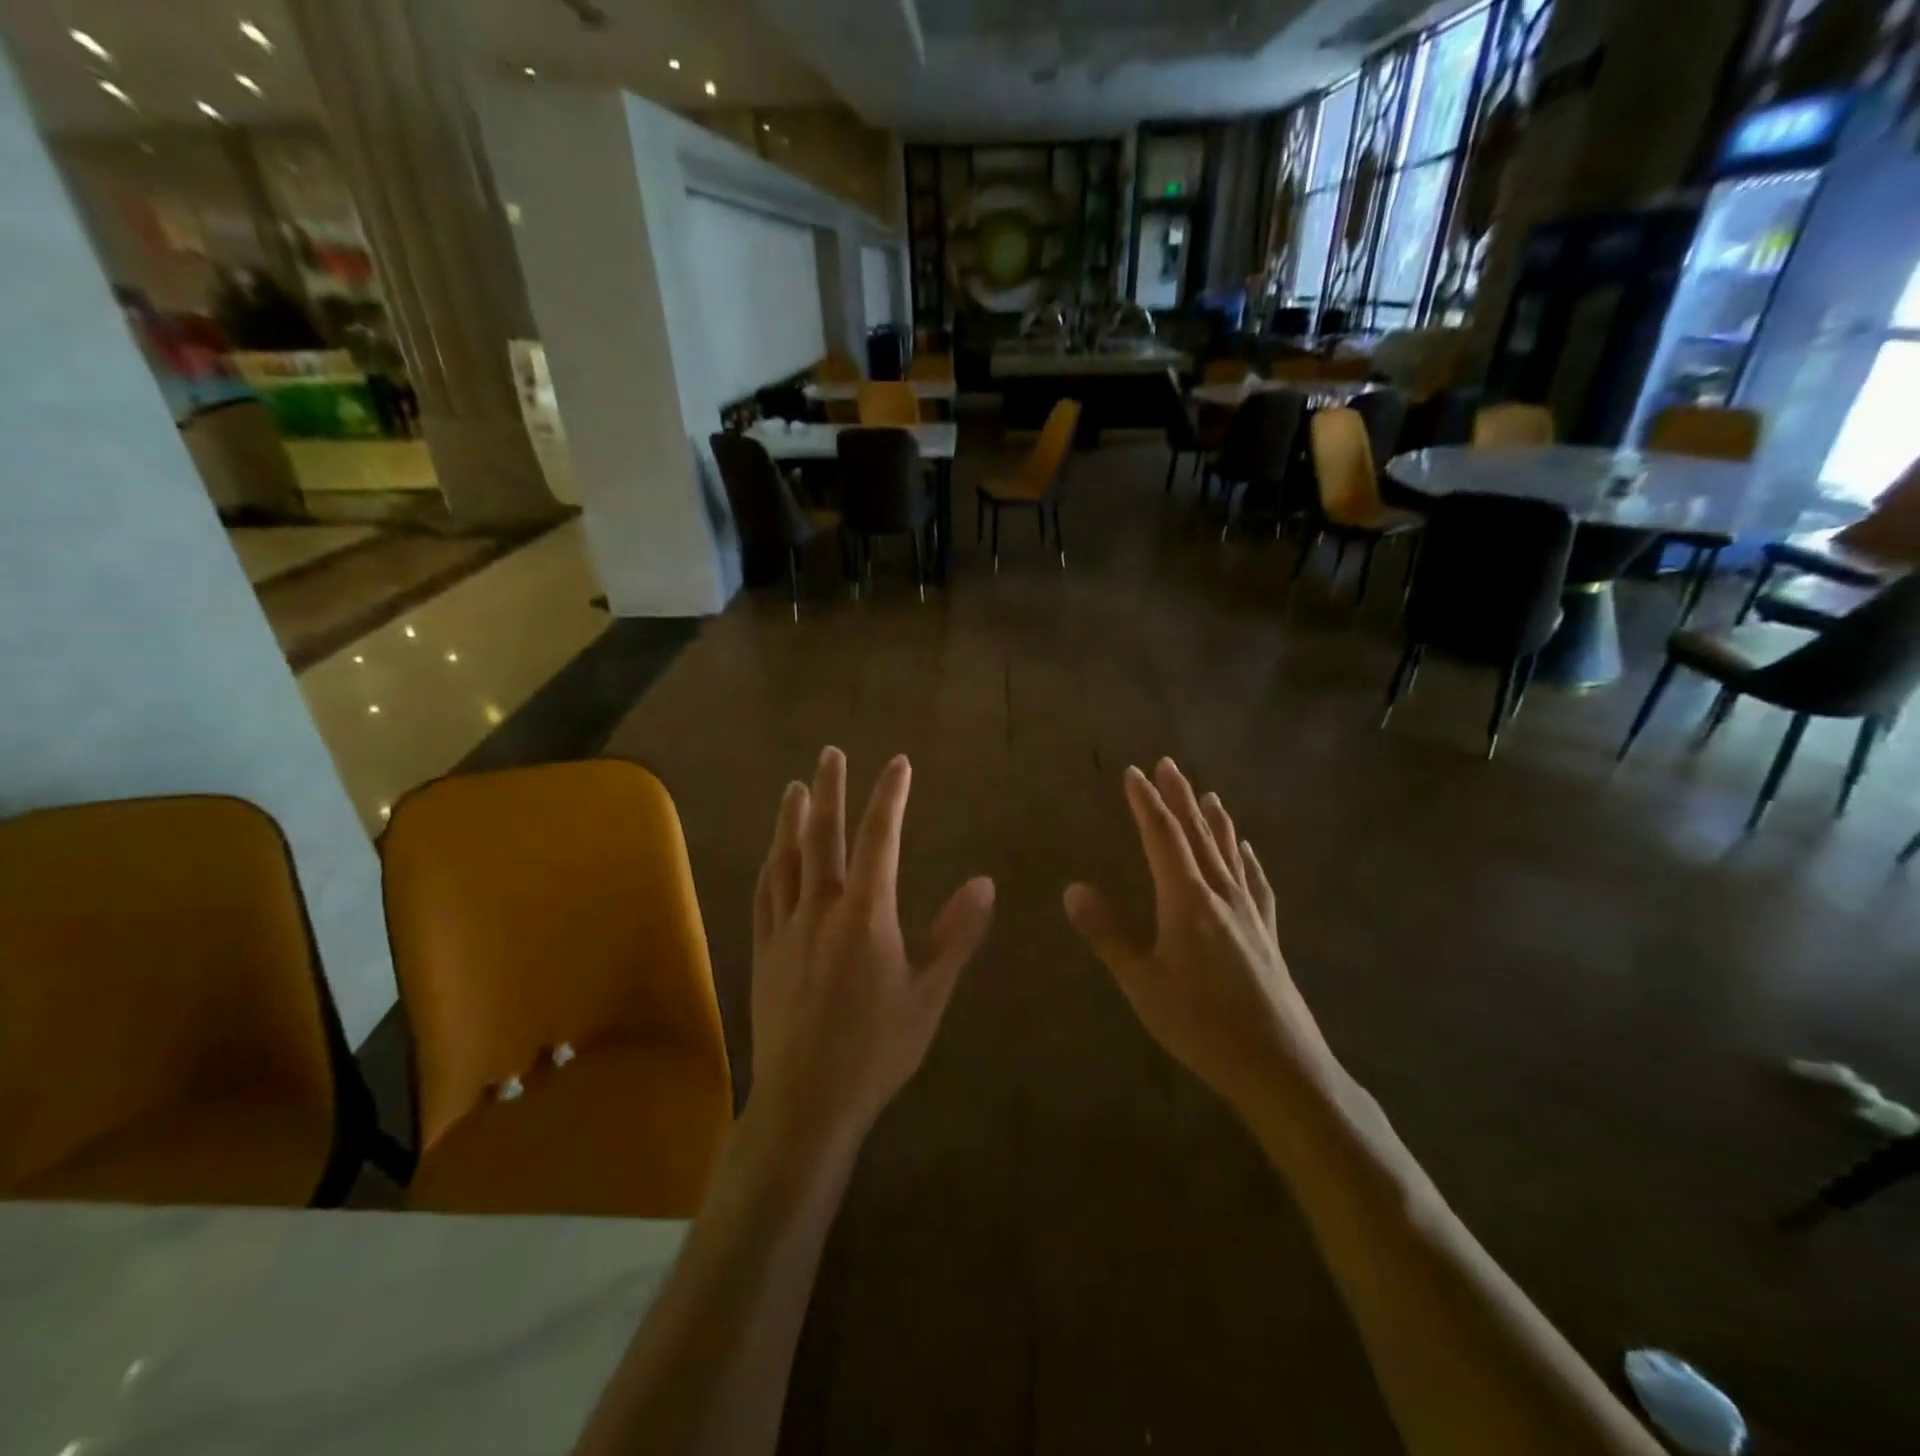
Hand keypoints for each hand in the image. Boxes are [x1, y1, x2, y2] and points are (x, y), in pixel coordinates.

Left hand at [751, 747, 995, 1150]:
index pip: (879, 840)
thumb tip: (984, 883)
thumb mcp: (929, 995)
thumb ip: (956, 936)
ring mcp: (786, 929)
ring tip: (796, 787)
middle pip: (822, 836)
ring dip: (791, 818)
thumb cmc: (877, 1049)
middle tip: (831, 752)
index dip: (889, 797)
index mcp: (865, 916)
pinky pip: (764, 893)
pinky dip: (771, 863)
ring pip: (786, 858)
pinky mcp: (763, 951)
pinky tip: (772, 853)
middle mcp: (820, 910)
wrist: (807, 1101)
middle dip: (830, 790)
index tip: (898, 764)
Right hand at [1064, 759, 1339, 1117]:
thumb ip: (1106, 934)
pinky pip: (1255, 881)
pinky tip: (1246, 850)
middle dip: (1180, 797)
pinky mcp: (1267, 933)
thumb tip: (1072, 889)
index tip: (1133, 772)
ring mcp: (1249, 912)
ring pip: (1228, 852)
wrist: (1280, 1067)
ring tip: (1207, 793)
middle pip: (1197, 834)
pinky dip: (1246, 858)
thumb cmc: (1201, 1025)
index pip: (1162, 837)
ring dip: (1213, 819)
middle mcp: (1221, 894)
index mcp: (1187, 900)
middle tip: (1168, 764)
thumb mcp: (1141, 983)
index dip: (1146, 803)